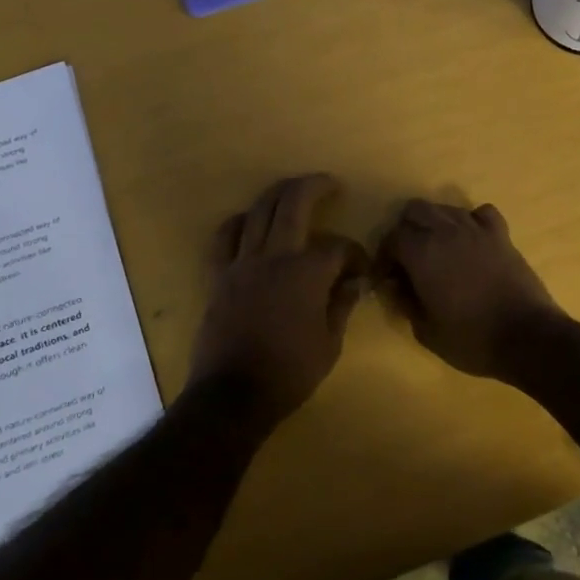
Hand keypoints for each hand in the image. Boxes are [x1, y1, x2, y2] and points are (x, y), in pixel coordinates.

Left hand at [190, 174, 369, 426]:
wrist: (233, 396)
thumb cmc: (289, 372)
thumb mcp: (330, 344)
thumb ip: (341, 305)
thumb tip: (353, 282)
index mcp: (307, 273)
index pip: (337, 246)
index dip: (354, 253)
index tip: (360, 270)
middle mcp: (274, 256)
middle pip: (294, 203)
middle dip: (315, 186)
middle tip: (329, 183)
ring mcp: (242, 263)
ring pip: (259, 210)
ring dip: (278, 193)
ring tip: (292, 190)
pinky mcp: (219, 276)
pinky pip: (224, 237)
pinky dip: (238, 223)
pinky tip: (248, 221)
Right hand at [377, 199, 564, 377]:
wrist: (527, 336)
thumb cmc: (471, 339)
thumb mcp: (426, 330)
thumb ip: (405, 302)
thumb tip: (395, 285)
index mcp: (422, 252)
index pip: (393, 237)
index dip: (385, 256)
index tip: (387, 277)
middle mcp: (447, 231)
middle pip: (416, 210)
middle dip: (406, 230)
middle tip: (408, 260)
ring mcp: (477, 229)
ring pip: (446, 209)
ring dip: (435, 224)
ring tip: (438, 252)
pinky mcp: (501, 235)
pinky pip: (481, 213)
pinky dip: (471, 221)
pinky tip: (471, 241)